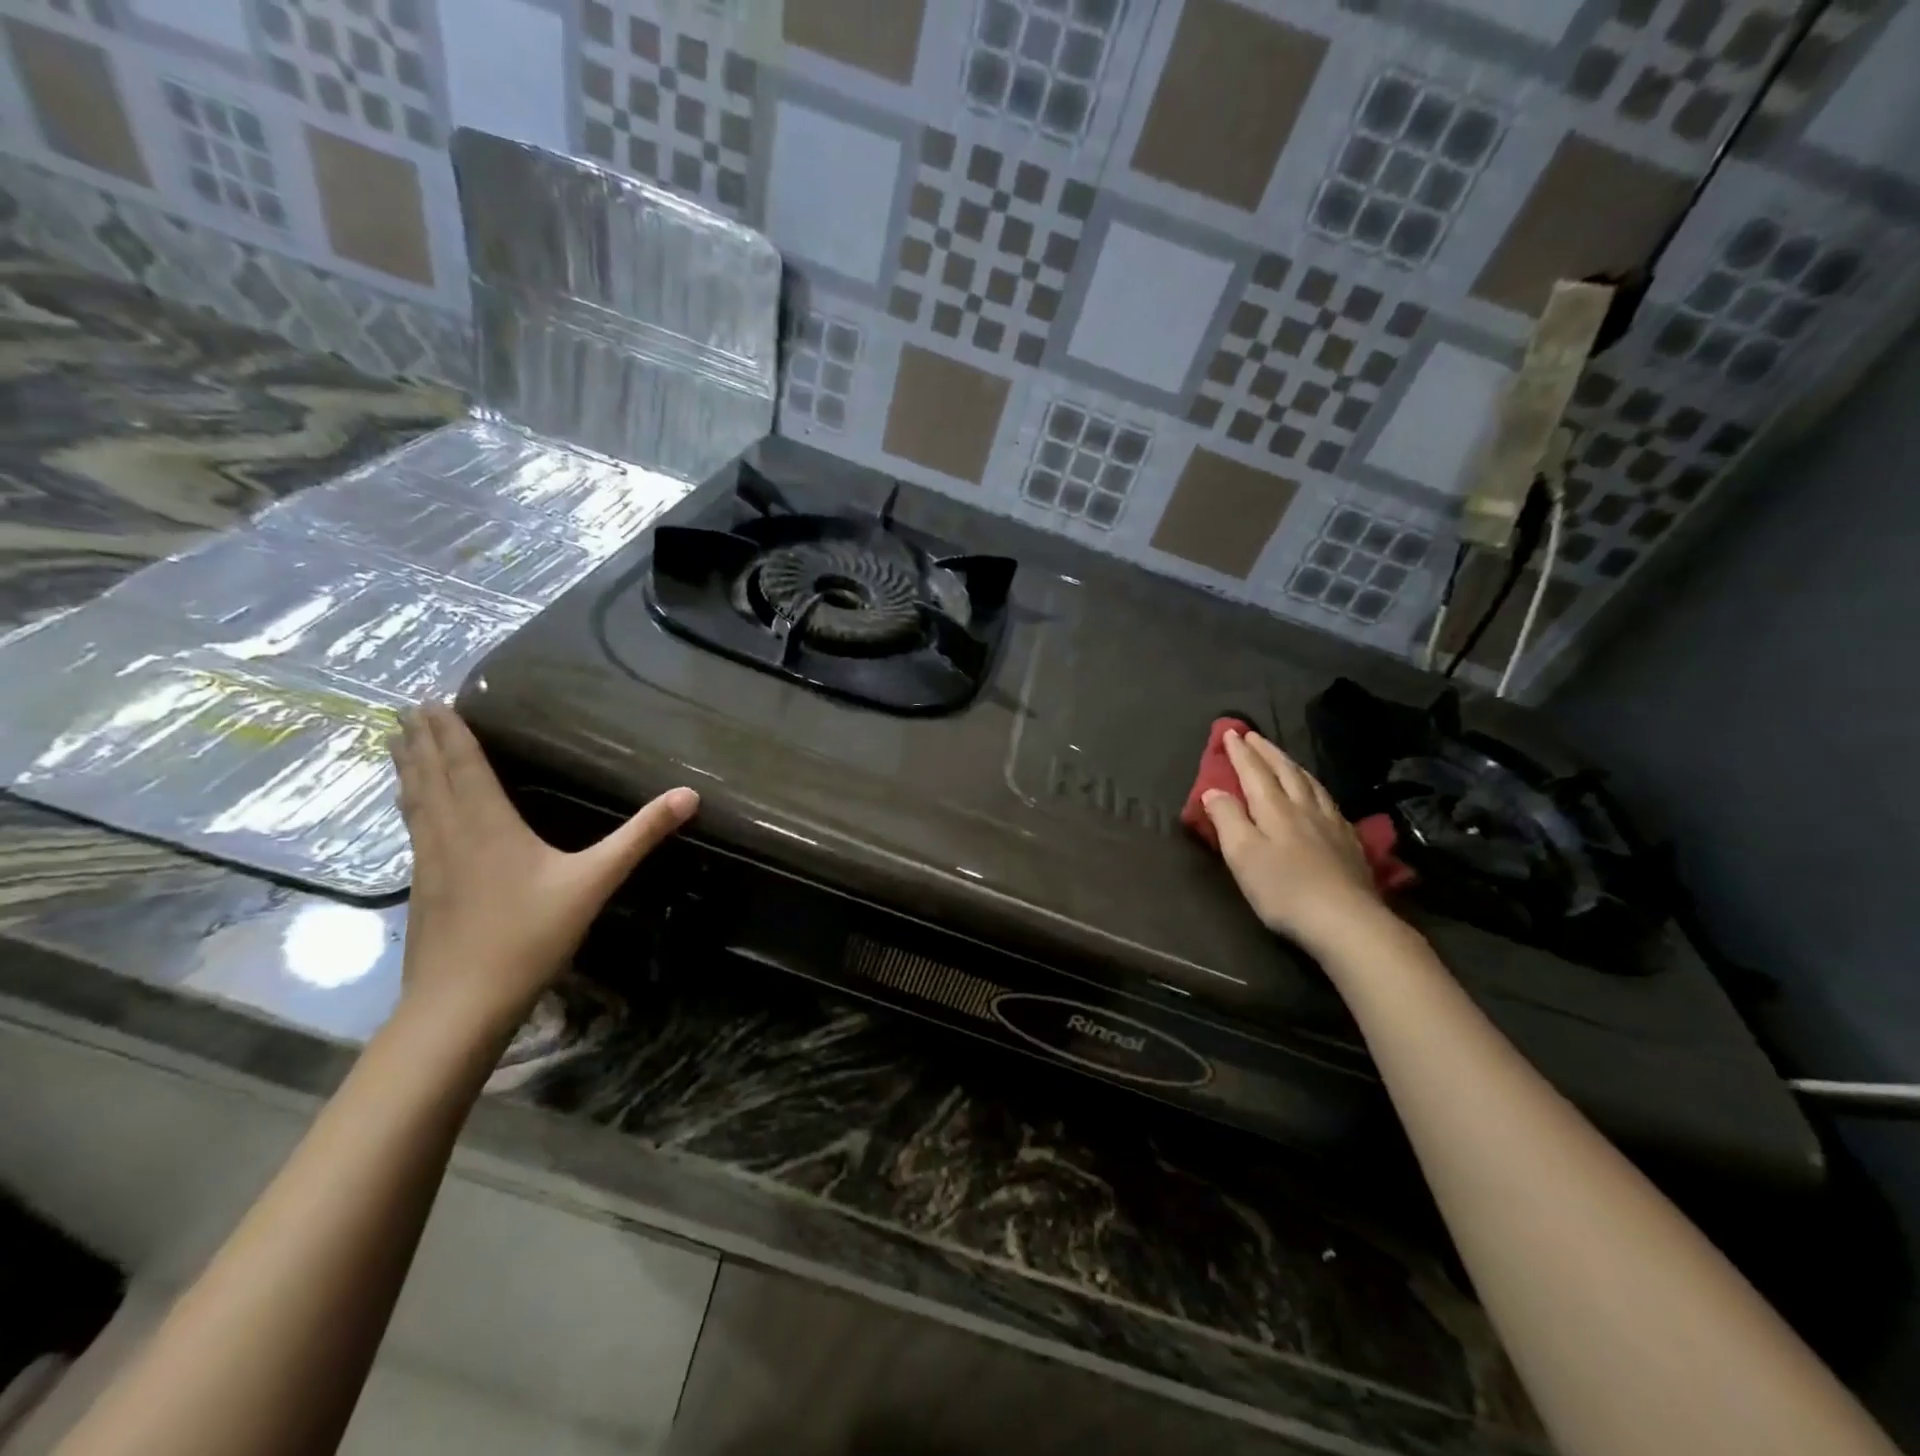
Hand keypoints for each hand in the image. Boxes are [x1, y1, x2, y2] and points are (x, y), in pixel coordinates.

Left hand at [390, 703, 697, 1038]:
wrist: (460, 1004)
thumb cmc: (529, 935)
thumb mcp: (595, 881)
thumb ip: (639, 836)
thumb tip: (688, 795)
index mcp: (486, 824)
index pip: (463, 765)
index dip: (449, 732)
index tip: (431, 701)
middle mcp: (449, 834)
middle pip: (430, 777)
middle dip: (421, 741)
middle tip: (409, 710)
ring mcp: (429, 863)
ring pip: (415, 803)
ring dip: (409, 770)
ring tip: (399, 745)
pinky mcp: (422, 890)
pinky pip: (415, 829)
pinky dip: (412, 805)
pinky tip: (415, 812)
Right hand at [1202, 730, 1388, 952]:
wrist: (1347, 921)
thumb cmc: (1283, 889)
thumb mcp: (1242, 854)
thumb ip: (1226, 818)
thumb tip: (1214, 791)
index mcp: (1274, 808)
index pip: (1254, 772)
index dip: (1241, 752)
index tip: (1230, 732)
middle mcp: (1304, 808)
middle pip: (1285, 771)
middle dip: (1266, 752)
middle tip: (1254, 736)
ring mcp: (1332, 824)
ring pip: (1310, 783)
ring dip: (1292, 766)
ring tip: (1283, 757)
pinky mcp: (1349, 843)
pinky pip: (1329, 802)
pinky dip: (1316, 789)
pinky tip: (1319, 796)